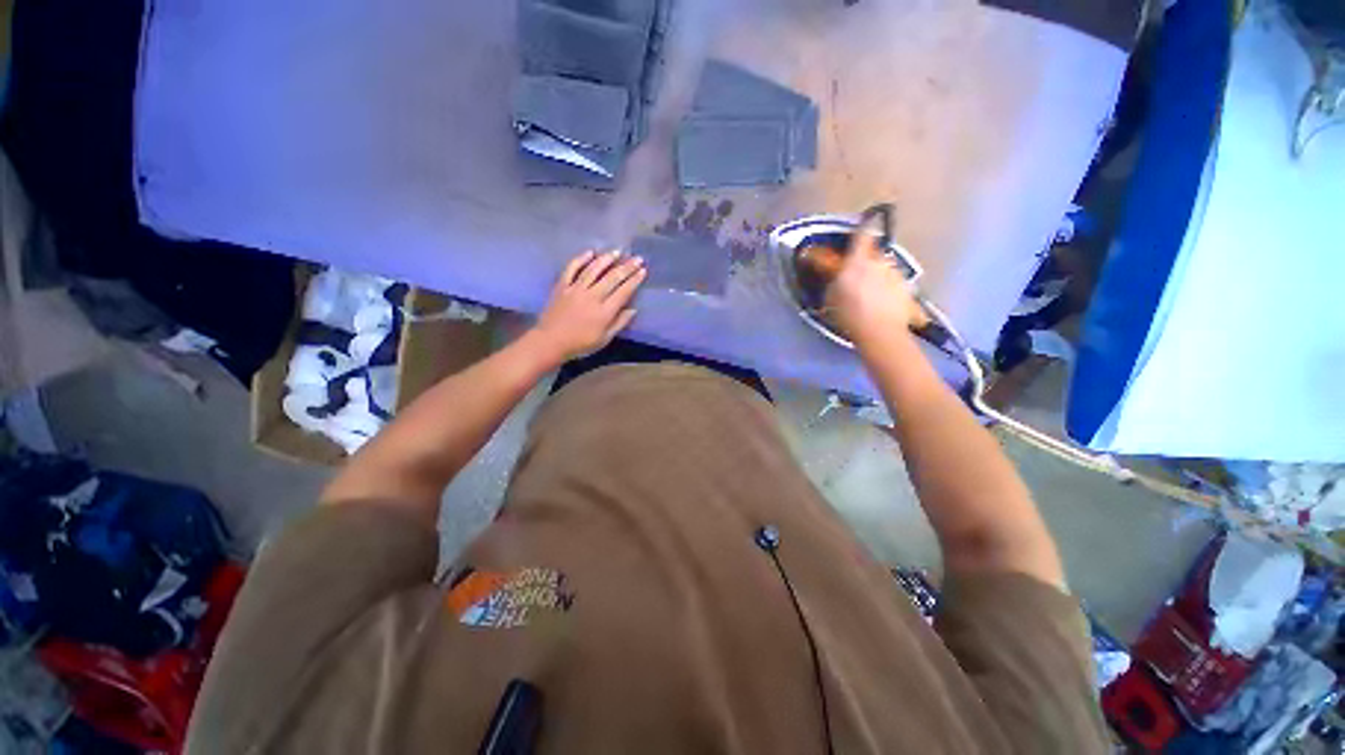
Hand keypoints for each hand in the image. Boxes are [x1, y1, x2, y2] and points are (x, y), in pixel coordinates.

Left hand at [532, 249, 645, 362]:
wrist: (550, 342)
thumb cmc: (580, 344)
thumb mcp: (604, 339)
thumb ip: (619, 323)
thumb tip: (633, 309)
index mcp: (604, 312)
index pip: (623, 292)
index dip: (634, 280)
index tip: (643, 271)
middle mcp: (592, 296)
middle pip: (612, 277)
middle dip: (627, 267)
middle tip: (637, 258)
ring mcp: (576, 289)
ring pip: (594, 269)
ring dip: (607, 259)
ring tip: (617, 252)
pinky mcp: (562, 285)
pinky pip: (572, 268)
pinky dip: (581, 259)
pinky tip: (590, 252)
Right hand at [827, 232, 924, 346]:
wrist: (880, 332)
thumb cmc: (849, 313)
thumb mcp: (831, 296)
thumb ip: (834, 279)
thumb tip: (836, 272)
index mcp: (858, 261)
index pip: (862, 235)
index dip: (863, 227)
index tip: (865, 221)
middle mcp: (879, 262)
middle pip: (874, 252)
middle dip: (866, 258)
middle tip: (857, 272)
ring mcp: (895, 274)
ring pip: (884, 267)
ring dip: (877, 274)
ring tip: (870, 292)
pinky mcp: (906, 288)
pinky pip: (893, 282)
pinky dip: (887, 288)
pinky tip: (881, 302)